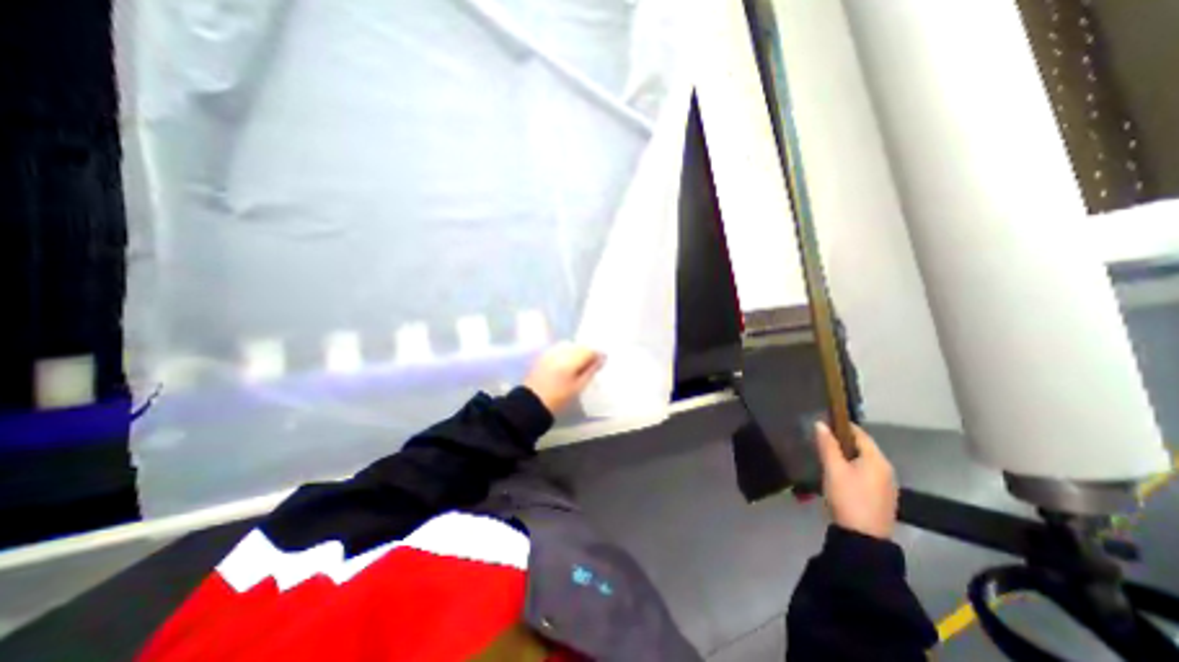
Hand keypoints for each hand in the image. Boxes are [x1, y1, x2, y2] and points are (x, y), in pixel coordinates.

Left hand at [522, 344, 602, 416]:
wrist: (532, 403)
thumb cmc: (558, 398)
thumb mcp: (578, 387)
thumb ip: (591, 371)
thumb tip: (602, 359)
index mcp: (570, 360)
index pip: (589, 350)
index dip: (597, 355)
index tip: (602, 362)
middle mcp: (560, 352)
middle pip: (579, 346)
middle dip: (587, 352)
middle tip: (592, 364)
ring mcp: (551, 352)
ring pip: (569, 346)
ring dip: (577, 352)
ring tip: (580, 364)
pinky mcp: (544, 355)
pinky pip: (560, 349)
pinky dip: (567, 353)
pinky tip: (568, 363)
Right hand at [817, 421, 898, 538]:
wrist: (862, 538)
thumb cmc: (848, 497)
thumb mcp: (833, 468)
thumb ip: (827, 445)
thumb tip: (820, 423)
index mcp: (877, 460)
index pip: (860, 433)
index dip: (841, 425)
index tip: (823, 423)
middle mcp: (886, 469)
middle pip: (862, 447)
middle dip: (842, 441)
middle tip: (821, 440)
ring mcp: (885, 485)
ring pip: (863, 461)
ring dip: (846, 455)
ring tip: (825, 455)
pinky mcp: (881, 497)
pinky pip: (865, 474)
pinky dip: (852, 468)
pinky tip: (838, 474)